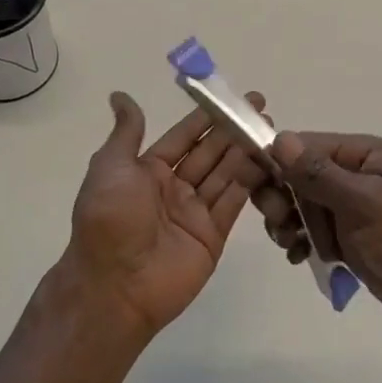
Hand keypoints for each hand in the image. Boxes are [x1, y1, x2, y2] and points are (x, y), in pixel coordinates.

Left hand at [64, 91, 272, 337]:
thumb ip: (127, 132)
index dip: (207, 117)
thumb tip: (120, 96)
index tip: (232, 97)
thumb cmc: (110, 219)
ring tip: (271, 130)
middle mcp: (173, 188)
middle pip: (209, 152)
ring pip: (226, 174)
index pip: (184, 136)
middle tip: (262, 109)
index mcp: (148, 170)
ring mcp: (195, 212)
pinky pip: (234, 202)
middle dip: (234, 130)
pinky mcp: (213, 234)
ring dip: (246, 152)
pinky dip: (251, 182)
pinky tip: (268, 161)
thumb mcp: (111, 167)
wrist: (115, 286)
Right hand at [255, 132, 381, 354]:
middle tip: (279, 222)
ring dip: (288, 222)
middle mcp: (358, 178)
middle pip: (300, 176)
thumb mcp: (368, 205)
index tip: (253, 184)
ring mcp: (356, 212)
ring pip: (303, 207)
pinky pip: (315, 234)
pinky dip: (301, 242)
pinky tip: (297, 257)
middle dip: (281, 196)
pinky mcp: (355, 244)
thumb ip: (321, 175)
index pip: (307, 146)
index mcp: (366, 156)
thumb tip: (279, 138)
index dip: (276, 162)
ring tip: (289, 244)